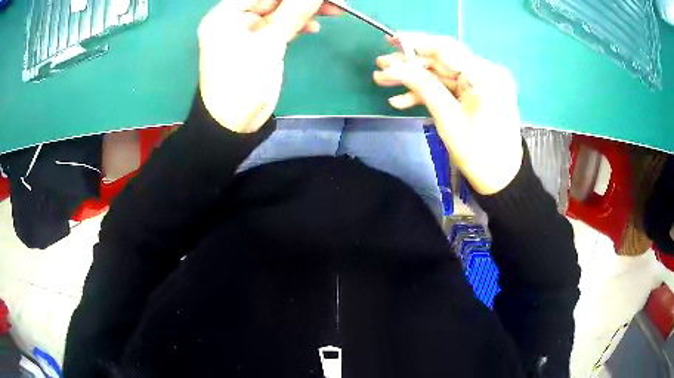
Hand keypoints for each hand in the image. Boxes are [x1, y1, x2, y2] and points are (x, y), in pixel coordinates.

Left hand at [198, 0, 341, 132]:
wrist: (233, 125)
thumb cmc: (242, 84)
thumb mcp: (268, 45)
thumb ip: (293, 13)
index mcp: (225, 15)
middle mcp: (233, 19)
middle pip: (272, 0)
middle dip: (301, 1)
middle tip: (333, 2)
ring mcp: (246, 31)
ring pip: (279, 11)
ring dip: (304, 11)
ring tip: (334, 11)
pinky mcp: (257, 43)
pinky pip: (279, 27)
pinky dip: (296, 25)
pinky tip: (314, 27)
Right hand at [373, 33, 522, 194]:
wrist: (501, 179)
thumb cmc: (478, 153)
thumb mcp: (448, 119)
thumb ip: (423, 87)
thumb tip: (394, 67)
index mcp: (485, 76)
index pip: (446, 49)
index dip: (416, 42)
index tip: (391, 40)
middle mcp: (485, 73)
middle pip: (442, 61)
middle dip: (410, 65)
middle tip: (380, 66)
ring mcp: (482, 84)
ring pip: (442, 75)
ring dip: (414, 80)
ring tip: (383, 82)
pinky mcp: (477, 94)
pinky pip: (450, 88)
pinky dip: (428, 93)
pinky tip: (402, 100)